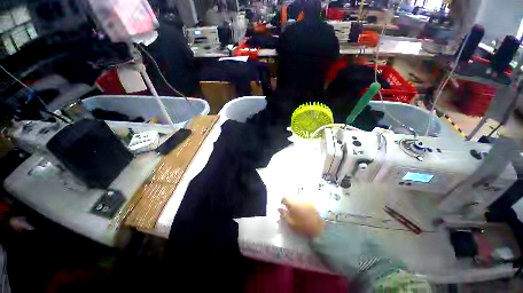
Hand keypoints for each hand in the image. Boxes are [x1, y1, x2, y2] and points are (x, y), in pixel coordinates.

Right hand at [279, 197, 324, 238]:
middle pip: (292, 197)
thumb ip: (284, 215)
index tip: (284, 208)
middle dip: (291, 202)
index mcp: (292, 203)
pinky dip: (305, 203)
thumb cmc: (305, 226)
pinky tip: (308, 209)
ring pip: (299, 198)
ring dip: (298, 202)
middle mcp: (299, 198)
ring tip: (301, 211)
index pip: (284, 198)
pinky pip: (307, 199)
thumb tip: (279, 208)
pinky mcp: (314, 200)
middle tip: (293, 211)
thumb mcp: (292, 224)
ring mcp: (307, 198)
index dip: (283, 203)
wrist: (324, 226)